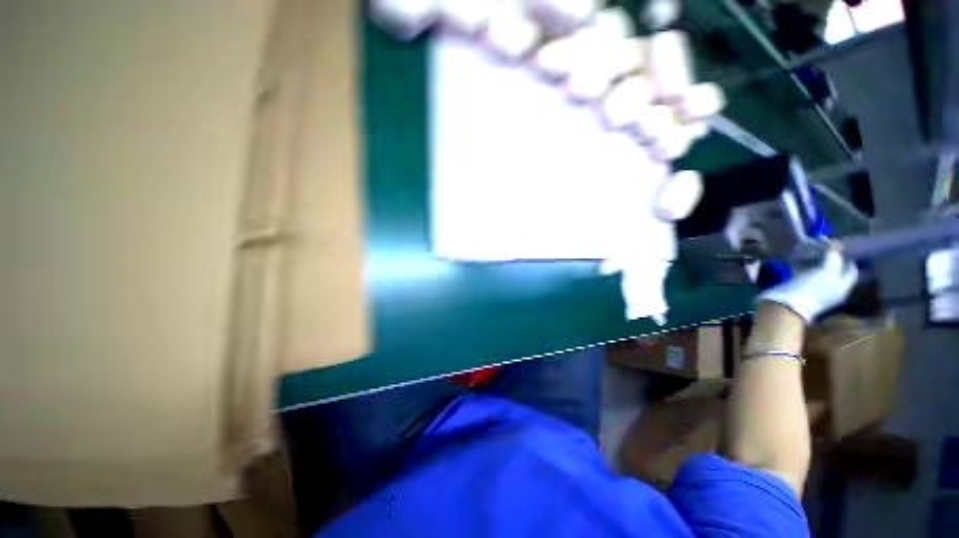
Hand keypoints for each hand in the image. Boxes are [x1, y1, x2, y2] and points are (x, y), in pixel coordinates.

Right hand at [757, 247, 857, 323]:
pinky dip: (801, 264)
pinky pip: (803, 272)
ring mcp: (813, 288)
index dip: (849, 258)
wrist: (784, 305)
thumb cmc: (811, 290)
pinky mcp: (797, 287)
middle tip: (825, 245)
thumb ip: (833, 259)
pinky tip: (797, 257)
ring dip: (815, 260)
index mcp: (842, 287)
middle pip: (834, 270)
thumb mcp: (826, 273)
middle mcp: (831, 288)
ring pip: (817, 270)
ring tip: (810, 248)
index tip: (844, 246)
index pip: (851, 271)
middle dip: (831, 257)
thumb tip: (836, 245)